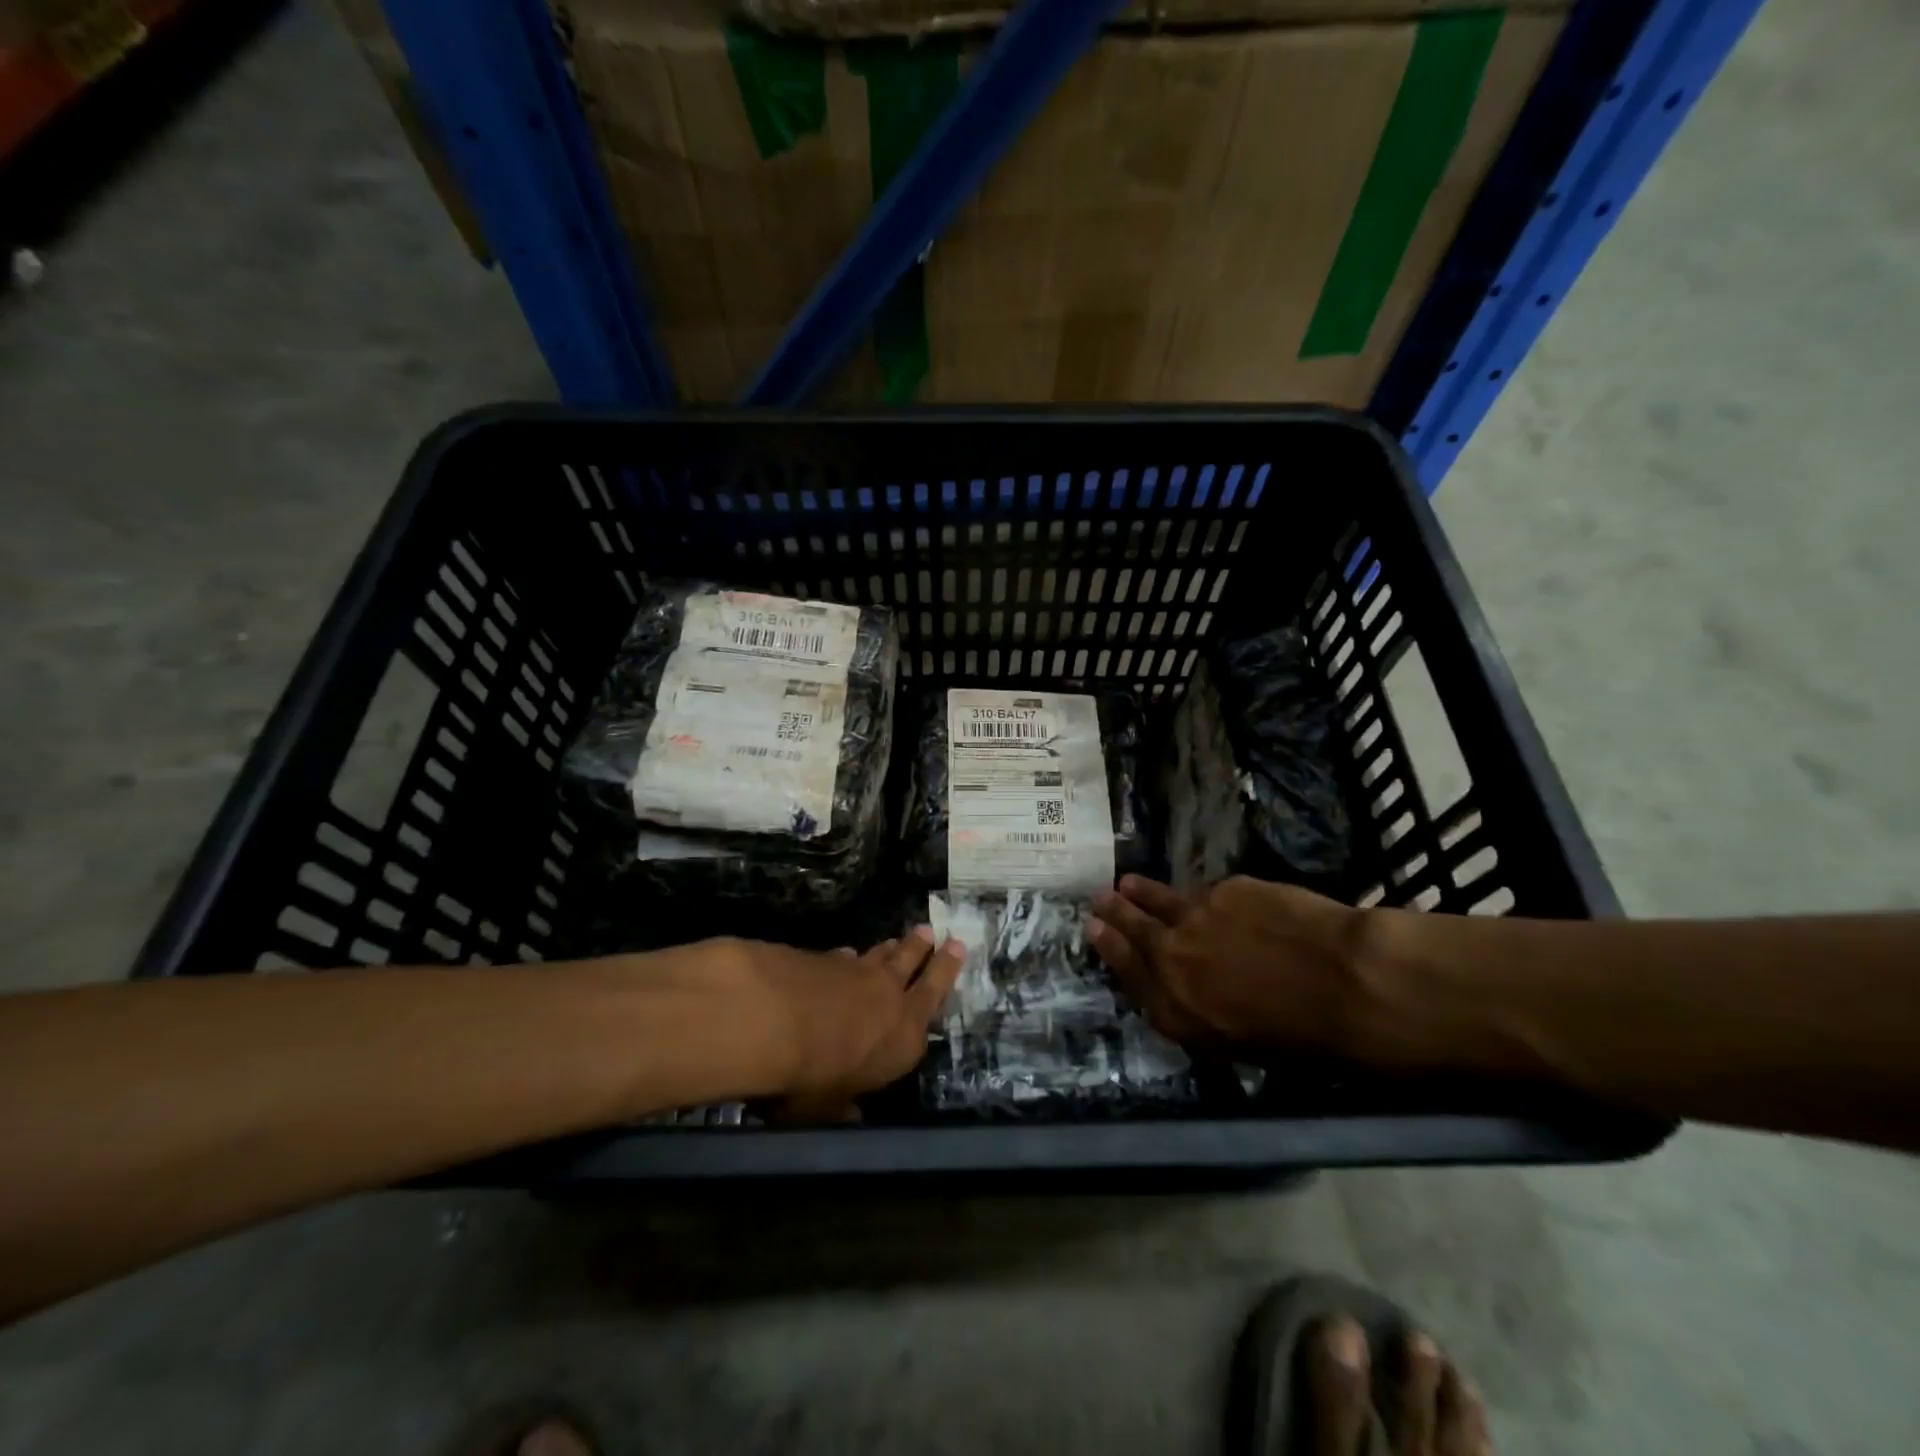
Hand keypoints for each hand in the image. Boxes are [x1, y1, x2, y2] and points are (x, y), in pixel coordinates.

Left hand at [707, 926, 965, 1110]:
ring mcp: (858, 972)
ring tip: (905, 936)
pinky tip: (847, 953)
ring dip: (895, 946)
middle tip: (938, 933)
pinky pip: (847, 956)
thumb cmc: (813, 1078)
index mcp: (904, 1038)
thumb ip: (844, 1106)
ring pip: (884, 955)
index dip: (946, 974)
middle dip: (929, 951)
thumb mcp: (828, 1109)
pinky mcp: (826, 958)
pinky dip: (851, 955)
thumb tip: (851, 1114)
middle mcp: (890, 998)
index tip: (957, 950)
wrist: (776, 1021)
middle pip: (916, 965)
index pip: (935, 1001)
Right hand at [1086, 875, 1365, 1051]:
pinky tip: (1209, 897)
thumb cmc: (1304, 1037)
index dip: (1110, 949)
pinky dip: (1202, 897)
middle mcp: (1174, 961)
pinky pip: (1206, 894)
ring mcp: (1196, 919)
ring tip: (1128, 883)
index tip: (1094, 929)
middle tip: (1099, 898)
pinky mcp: (1225, 890)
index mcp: (1176, 1009)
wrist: (1345, 982)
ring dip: (1142, 893)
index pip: (1129, 974)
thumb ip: (1198, 1011)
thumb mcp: (1237, 1044)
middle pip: (1135, 931)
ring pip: (1162, 902)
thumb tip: (1185, 987)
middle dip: (1114, 913)